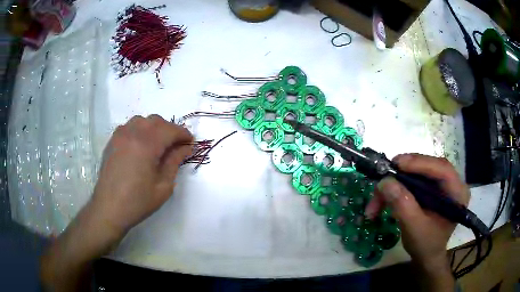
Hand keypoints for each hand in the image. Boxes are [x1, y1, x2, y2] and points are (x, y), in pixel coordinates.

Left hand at [90, 115, 192, 235]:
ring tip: (158, 144)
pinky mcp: (112, 141)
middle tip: (176, 145)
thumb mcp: (163, 186)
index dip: (183, 134)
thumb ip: (175, 162)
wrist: (109, 209)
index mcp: (147, 145)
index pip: (170, 130)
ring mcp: (120, 135)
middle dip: (169, 129)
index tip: (190, 143)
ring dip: (154, 128)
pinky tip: (141, 146)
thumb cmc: (138, 201)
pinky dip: (139, 130)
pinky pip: (129, 127)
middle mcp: (132, 134)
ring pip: (141, 120)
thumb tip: (186, 148)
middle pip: (156, 121)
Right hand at [365, 154, 469, 268]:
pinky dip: (396, 189)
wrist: (426, 256)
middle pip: (428, 168)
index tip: (397, 164)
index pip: (442, 169)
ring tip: (376, 198)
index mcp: (457, 193)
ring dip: (395, 184)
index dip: (420, 163)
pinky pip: (412, 181)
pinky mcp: (430, 188)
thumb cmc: (426, 245)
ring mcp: (440, 185)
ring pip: (417, 173)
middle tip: (383, 178)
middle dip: (404, 173)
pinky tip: (383, 200)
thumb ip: (403, 205)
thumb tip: (384, 182)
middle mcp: (451, 183)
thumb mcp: (414, 228)